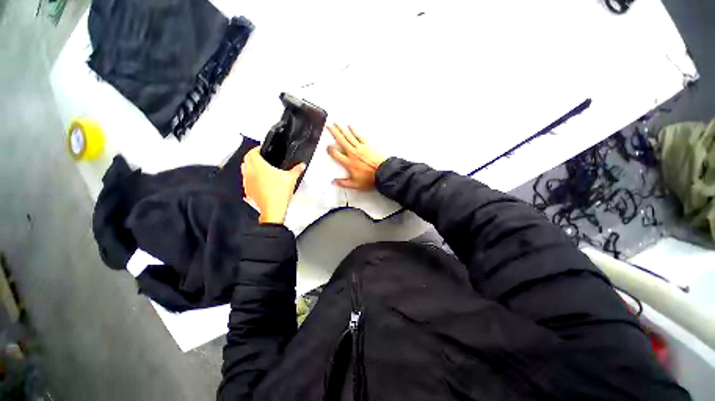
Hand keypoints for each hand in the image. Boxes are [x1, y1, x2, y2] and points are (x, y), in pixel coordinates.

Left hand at [241, 147, 304, 223]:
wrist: (273, 209)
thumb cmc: (279, 193)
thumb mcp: (291, 178)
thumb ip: (297, 169)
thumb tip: (302, 165)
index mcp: (259, 166)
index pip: (252, 152)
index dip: (256, 149)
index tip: (262, 149)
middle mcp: (250, 172)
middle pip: (246, 159)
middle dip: (253, 157)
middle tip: (261, 157)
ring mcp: (247, 182)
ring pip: (244, 170)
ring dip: (250, 167)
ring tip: (260, 169)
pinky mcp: (247, 190)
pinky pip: (246, 181)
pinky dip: (251, 178)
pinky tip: (259, 182)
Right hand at [327, 124, 386, 190]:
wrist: (383, 173)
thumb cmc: (370, 179)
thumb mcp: (355, 184)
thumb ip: (343, 183)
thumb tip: (334, 182)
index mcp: (348, 163)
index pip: (335, 154)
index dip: (330, 149)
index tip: (328, 147)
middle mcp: (352, 153)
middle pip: (341, 141)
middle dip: (334, 132)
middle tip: (329, 126)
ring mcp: (360, 148)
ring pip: (349, 136)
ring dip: (342, 129)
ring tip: (337, 123)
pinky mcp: (368, 145)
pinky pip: (359, 135)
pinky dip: (354, 130)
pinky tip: (351, 126)